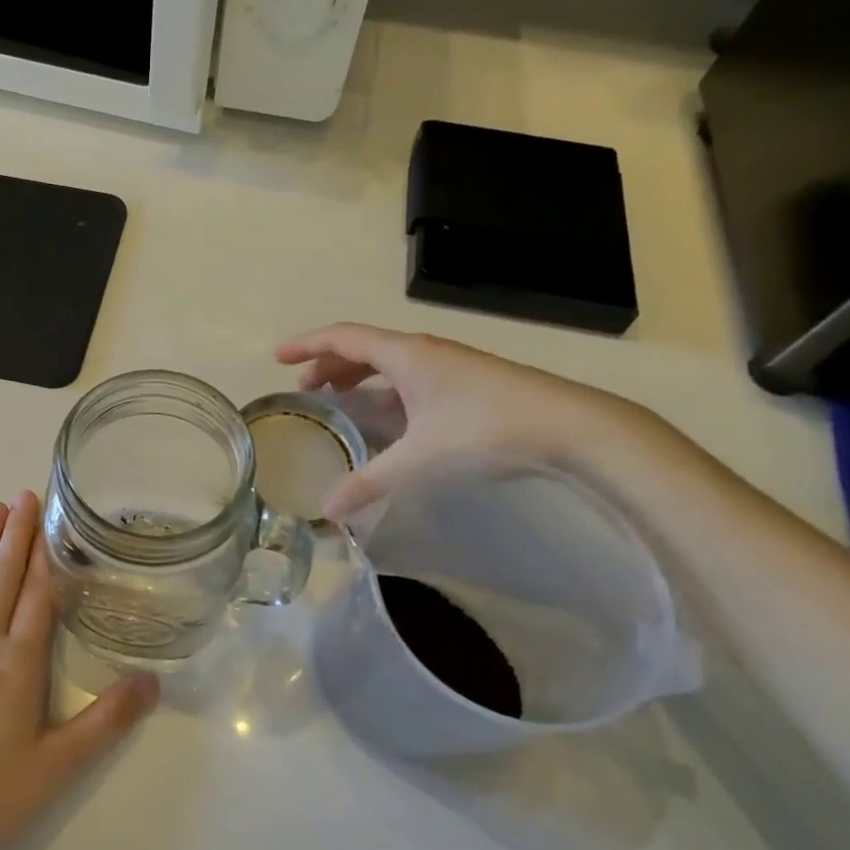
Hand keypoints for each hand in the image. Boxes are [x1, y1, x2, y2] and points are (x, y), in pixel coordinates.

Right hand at [275, 322, 642, 520]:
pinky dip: (386, 392)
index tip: (278, 356)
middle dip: (329, 365)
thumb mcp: (419, 459)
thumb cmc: (485, 430)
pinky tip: (389, 420)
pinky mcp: (467, 384)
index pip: (343, 338)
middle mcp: (424, 352)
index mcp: (405, 355)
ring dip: (359, 377)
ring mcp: (449, 366)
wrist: (570, 427)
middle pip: (364, 348)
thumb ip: (369, 482)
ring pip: (390, 364)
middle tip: (305, 389)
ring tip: (339, 400)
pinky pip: (410, 378)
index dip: (307, 345)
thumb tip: (328, 511)